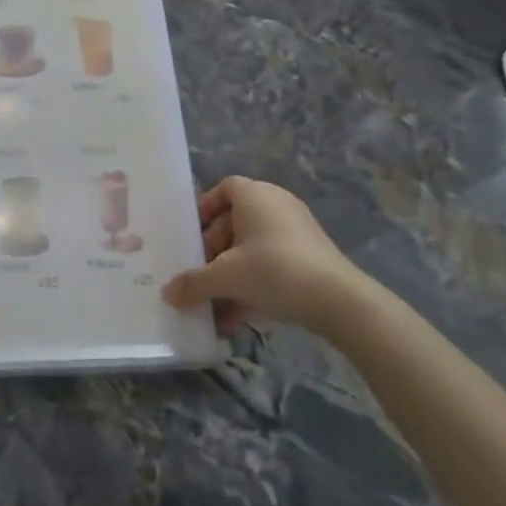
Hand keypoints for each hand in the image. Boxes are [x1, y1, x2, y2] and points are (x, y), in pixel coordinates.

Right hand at [161, 176, 368, 337]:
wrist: (338, 300)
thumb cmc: (273, 270)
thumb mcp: (225, 277)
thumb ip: (193, 283)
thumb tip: (167, 294)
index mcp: (254, 195)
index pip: (224, 188)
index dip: (205, 209)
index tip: (192, 235)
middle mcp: (276, 204)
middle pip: (236, 221)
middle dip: (215, 250)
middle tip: (201, 274)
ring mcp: (297, 230)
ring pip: (254, 247)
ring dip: (233, 274)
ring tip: (217, 305)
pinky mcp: (311, 255)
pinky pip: (273, 262)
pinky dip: (256, 283)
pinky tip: (241, 316)